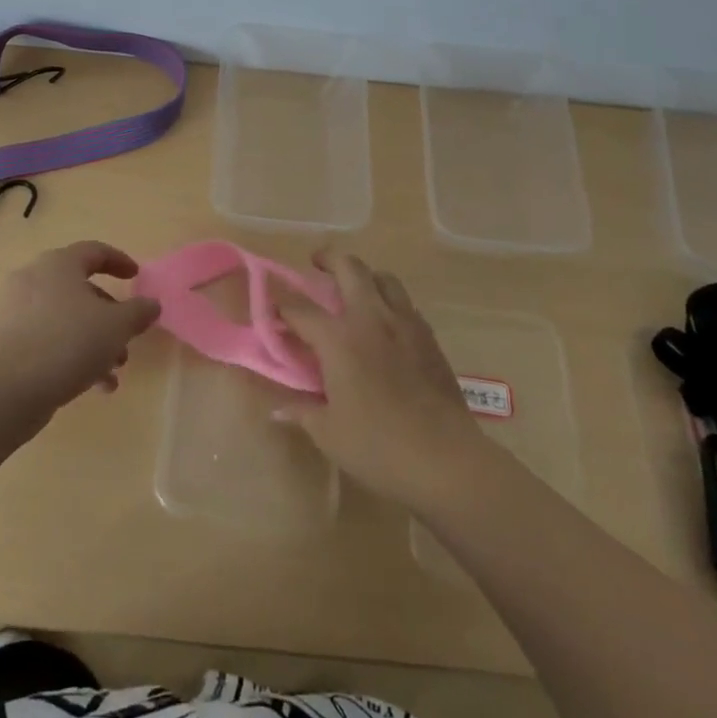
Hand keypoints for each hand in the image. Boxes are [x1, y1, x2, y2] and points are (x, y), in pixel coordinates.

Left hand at [0, 241, 160, 416]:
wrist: (10, 388)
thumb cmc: (69, 342)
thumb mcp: (117, 326)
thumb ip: (139, 312)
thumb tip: (151, 304)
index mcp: (59, 264)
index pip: (94, 251)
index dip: (119, 261)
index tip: (136, 276)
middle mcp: (35, 279)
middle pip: (81, 289)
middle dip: (110, 315)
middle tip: (128, 336)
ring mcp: (18, 311)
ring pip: (67, 318)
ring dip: (96, 340)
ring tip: (115, 370)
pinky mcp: (9, 341)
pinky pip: (50, 339)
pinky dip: (74, 354)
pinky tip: (96, 386)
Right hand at [277, 250, 488, 508]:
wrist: (446, 459)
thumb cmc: (378, 446)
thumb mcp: (329, 433)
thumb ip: (302, 412)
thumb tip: (278, 409)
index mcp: (339, 339)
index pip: (300, 309)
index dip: (281, 305)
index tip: (271, 307)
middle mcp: (371, 318)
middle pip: (349, 268)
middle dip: (328, 258)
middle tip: (316, 264)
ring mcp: (404, 324)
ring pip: (384, 278)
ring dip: (364, 275)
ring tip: (354, 289)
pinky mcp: (429, 337)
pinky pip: (405, 303)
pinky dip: (389, 301)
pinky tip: (385, 324)